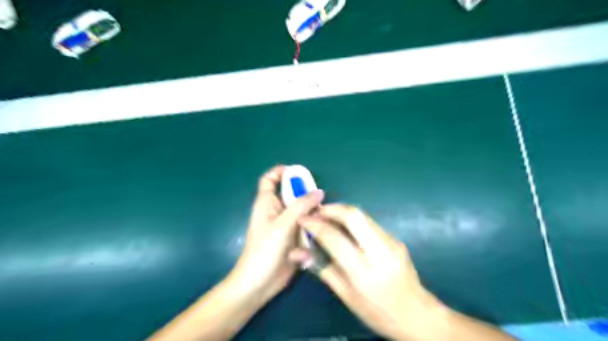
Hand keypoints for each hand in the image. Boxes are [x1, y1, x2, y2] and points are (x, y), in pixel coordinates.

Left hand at [233, 167, 324, 302]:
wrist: (260, 283)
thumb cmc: (265, 249)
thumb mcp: (283, 224)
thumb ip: (301, 206)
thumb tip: (319, 192)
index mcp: (266, 202)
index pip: (269, 179)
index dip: (281, 171)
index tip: (299, 172)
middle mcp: (276, 210)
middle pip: (291, 193)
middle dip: (305, 193)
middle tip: (320, 196)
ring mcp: (285, 224)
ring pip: (301, 209)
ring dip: (311, 210)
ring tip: (324, 213)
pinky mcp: (293, 237)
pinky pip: (305, 224)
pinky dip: (312, 224)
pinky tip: (322, 227)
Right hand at [299, 204, 444, 339]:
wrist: (417, 314)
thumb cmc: (377, 312)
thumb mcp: (346, 296)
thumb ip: (322, 269)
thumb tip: (297, 252)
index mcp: (364, 272)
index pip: (334, 238)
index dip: (315, 224)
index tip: (302, 218)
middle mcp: (380, 251)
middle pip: (353, 215)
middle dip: (331, 208)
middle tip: (315, 212)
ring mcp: (391, 242)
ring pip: (363, 215)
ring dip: (341, 211)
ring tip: (326, 216)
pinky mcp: (395, 238)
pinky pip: (369, 222)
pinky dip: (352, 219)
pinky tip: (343, 227)